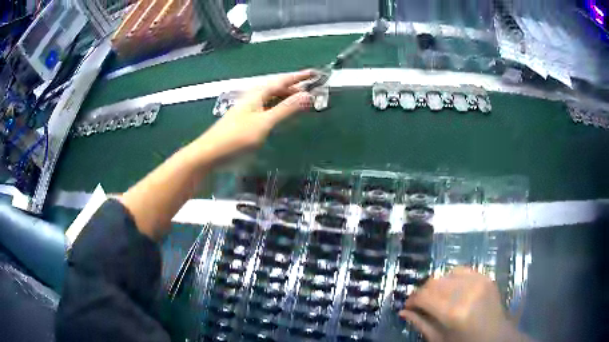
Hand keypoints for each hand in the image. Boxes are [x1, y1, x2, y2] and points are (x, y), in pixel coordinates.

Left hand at [198, 70, 315, 160]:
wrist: (209, 153)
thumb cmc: (236, 138)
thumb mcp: (264, 123)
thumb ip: (285, 109)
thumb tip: (307, 95)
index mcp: (257, 94)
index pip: (282, 81)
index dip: (298, 77)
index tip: (314, 73)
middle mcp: (253, 98)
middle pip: (276, 88)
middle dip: (294, 88)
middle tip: (311, 91)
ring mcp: (248, 109)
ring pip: (271, 99)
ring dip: (287, 98)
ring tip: (301, 102)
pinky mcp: (245, 120)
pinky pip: (267, 108)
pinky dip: (278, 108)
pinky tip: (281, 115)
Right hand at [400, 267, 528, 341]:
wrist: (496, 337)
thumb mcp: (440, 340)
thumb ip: (421, 324)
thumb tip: (403, 312)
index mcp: (453, 312)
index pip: (424, 296)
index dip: (412, 300)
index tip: (408, 306)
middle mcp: (466, 291)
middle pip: (434, 282)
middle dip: (423, 292)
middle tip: (420, 303)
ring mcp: (478, 281)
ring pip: (446, 274)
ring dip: (437, 285)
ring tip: (436, 297)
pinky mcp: (486, 277)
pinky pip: (462, 270)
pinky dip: (452, 278)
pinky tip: (452, 289)